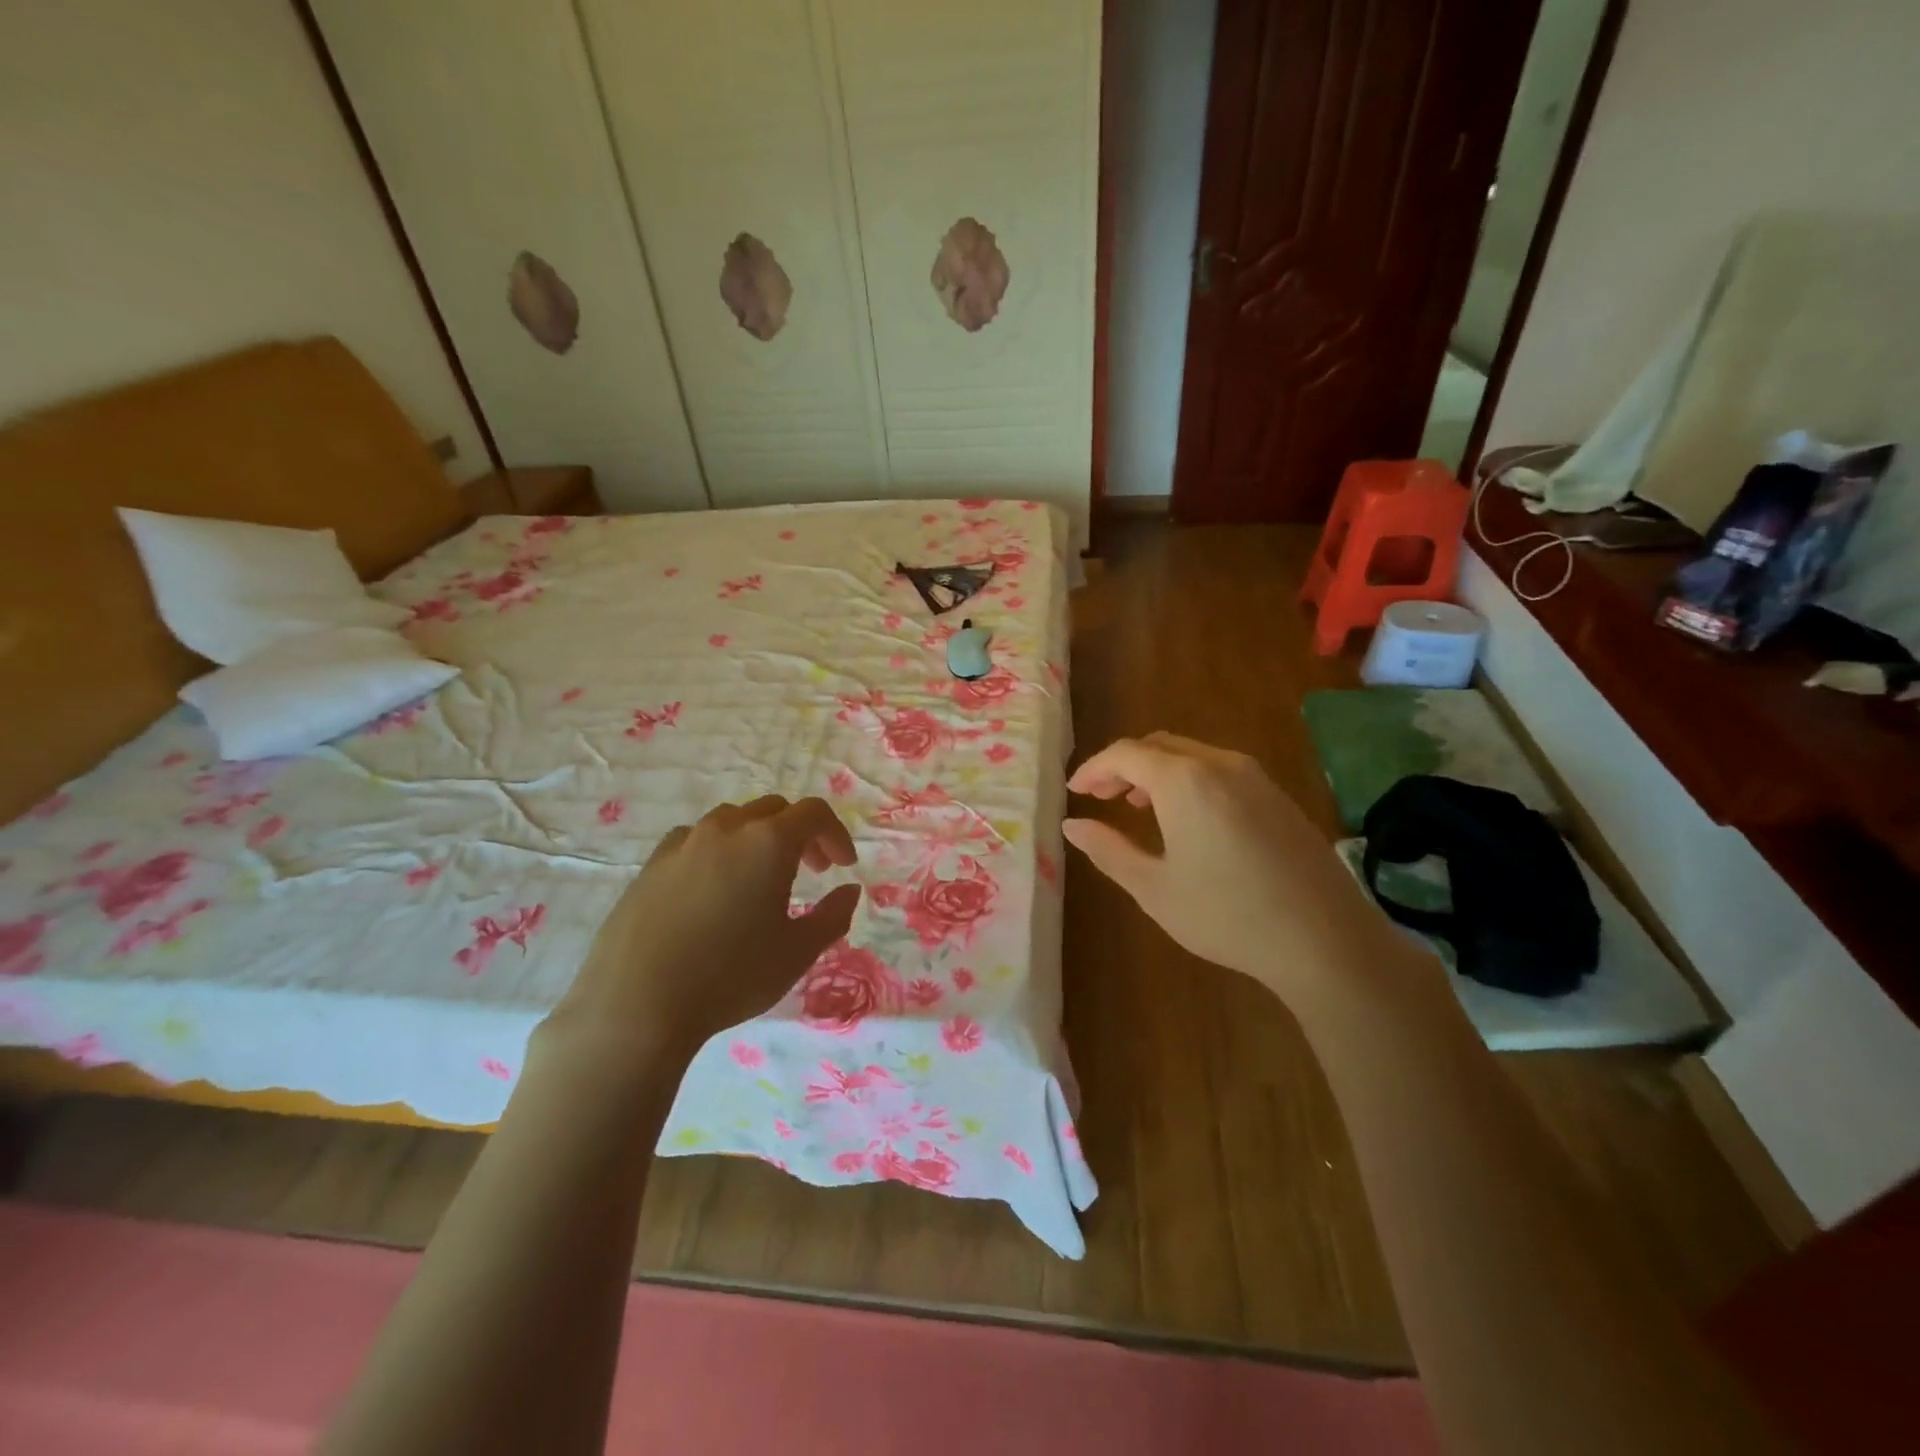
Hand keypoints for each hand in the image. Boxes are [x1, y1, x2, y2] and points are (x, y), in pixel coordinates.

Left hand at [547, 796, 861, 1059]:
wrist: (636, 1005)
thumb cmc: (731, 977)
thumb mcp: (797, 953)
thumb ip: (832, 916)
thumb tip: (849, 891)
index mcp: (769, 842)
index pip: (814, 813)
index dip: (835, 835)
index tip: (842, 867)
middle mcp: (727, 829)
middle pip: (774, 810)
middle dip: (800, 834)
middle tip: (810, 871)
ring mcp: (684, 843)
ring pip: (733, 821)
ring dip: (758, 838)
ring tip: (760, 880)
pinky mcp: (651, 864)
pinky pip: (696, 841)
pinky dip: (718, 851)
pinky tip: (713, 889)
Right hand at [1063, 733, 1400, 1002]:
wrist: (1325, 940)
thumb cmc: (1227, 915)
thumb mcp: (1153, 888)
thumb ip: (1108, 850)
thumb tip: (1072, 825)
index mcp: (1184, 780)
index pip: (1125, 754)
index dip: (1094, 768)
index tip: (1074, 791)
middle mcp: (1219, 763)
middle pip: (1158, 745)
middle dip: (1123, 766)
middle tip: (1101, 797)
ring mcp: (1255, 777)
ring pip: (1191, 754)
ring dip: (1156, 771)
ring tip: (1137, 806)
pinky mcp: (1277, 796)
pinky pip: (1219, 770)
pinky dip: (1188, 780)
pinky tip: (1187, 818)